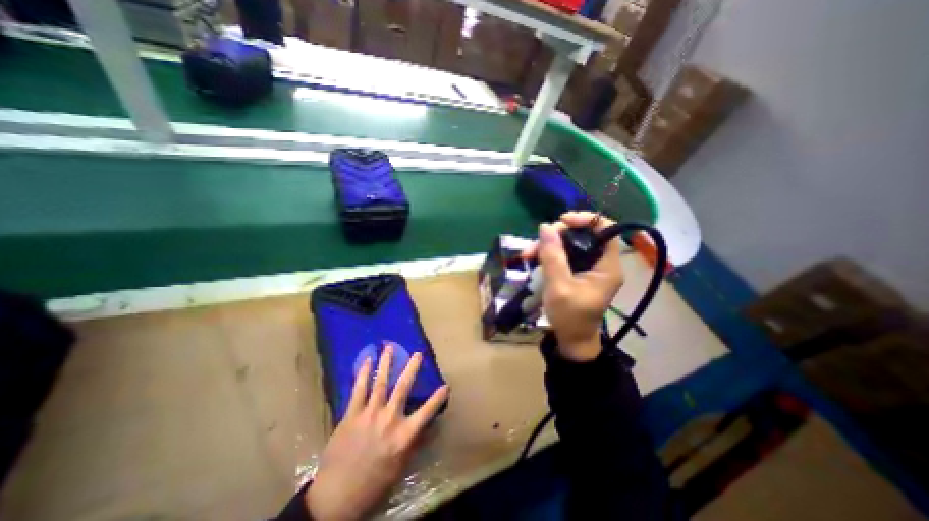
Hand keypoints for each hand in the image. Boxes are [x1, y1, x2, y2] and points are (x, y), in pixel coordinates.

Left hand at [305, 344, 450, 517]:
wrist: (336, 497)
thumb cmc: (374, 483)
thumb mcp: (400, 467)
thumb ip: (415, 443)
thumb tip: (431, 427)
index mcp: (403, 435)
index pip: (426, 412)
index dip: (437, 399)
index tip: (446, 385)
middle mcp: (389, 419)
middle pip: (403, 388)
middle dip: (412, 368)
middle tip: (418, 353)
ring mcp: (369, 414)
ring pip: (380, 383)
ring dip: (386, 363)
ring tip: (390, 347)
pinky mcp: (351, 415)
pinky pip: (358, 390)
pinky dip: (363, 374)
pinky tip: (367, 361)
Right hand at [521, 211, 621, 361]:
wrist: (571, 341)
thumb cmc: (570, 317)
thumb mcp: (559, 286)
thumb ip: (553, 256)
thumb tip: (545, 227)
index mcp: (607, 266)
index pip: (606, 230)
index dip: (586, 220)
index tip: (562, 221)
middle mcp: (600, 263)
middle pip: (583, 235)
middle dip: (558, 235)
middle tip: (536, 243)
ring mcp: (588, 267)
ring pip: (569, 244)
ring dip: (548, 245)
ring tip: (527, 254)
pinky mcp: (577, 272)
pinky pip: (563, 254)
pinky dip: (548, 253)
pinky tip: (533, 258)